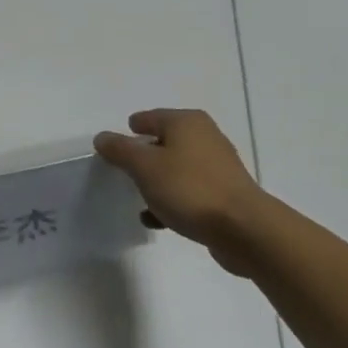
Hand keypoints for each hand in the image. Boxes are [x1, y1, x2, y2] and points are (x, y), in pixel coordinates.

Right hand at [94, 110, 265, 276]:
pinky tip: (158, 219)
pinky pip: (191, 192)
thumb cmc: (190, 188)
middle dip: (144, 157)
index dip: (131, 130)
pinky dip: (173, 201)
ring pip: (177, 169)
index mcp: (187, 122)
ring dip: (158, 182)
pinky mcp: (226, 195)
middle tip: (125, 172)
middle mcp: (205, 137)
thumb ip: (120, 150)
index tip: (115, 147)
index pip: (150, 117)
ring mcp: (219, 167)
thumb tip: (102, 137)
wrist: (245, 230)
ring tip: (139, 198)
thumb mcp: (144, 167)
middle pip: (165, 142)